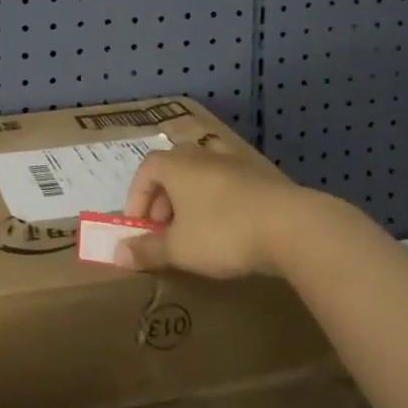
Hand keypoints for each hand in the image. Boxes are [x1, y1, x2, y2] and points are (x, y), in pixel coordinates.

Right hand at [115, 146, 314, 278]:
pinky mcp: (260, 175)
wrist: (290, 224)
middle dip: (163, 203)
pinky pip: (227, 185)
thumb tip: (117, 254)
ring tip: (196, 234)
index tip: (139, 229)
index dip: (137, 200)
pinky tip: (229, 230)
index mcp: (175, 163)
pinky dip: (219, 204)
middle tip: (165, 235)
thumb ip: (147, 250)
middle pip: (172, 172)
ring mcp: (233, 161)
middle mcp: (200, 153)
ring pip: (201, 178)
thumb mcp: (179, 248)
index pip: (144, 171)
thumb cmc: (222, 231)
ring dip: (191, 203)